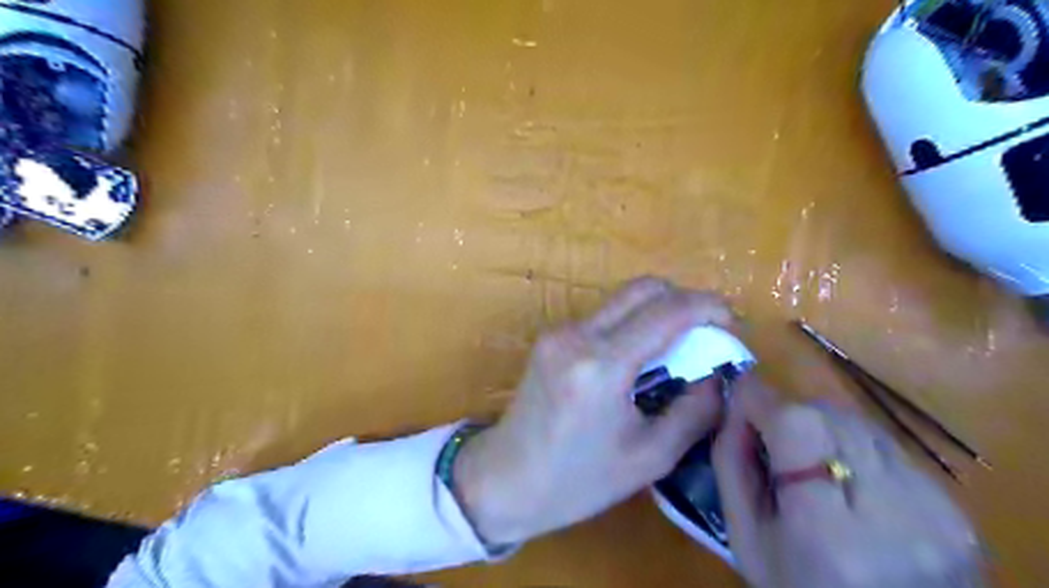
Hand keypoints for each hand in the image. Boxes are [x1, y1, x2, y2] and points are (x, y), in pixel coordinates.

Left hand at [454, 277, 730, 544]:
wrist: (506, 478)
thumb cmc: (578, 480)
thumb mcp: (649, 457)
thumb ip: (694, 411)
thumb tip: (718, 375)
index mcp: (602, 365)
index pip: (666, 312)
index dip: (707, 307)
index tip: (731, 322)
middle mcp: (577, 335)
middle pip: (643, 288)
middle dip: (683, 300)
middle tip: (706, 332)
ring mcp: (559, 331)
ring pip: (622, 299)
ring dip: (657, 311)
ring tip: (677, 348)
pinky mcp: (551, 337)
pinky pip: (604, 316)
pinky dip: (632, 324)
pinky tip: (640, 357)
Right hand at [719, 377, 987, 587]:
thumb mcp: (745, 536)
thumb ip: (731, 461)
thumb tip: (734, 399)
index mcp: (829, 534)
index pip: (799, 427)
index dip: (765, 400)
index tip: (741, 392)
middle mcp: (895, 517)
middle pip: (830, 418)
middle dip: (791, 415)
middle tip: (772, 440)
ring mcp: (936, 513)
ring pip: (860, 424)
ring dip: (823, 429)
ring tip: (812, 466)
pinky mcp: (957, 511)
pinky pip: (887, 447)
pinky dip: (856, 448)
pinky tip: (850, 484)